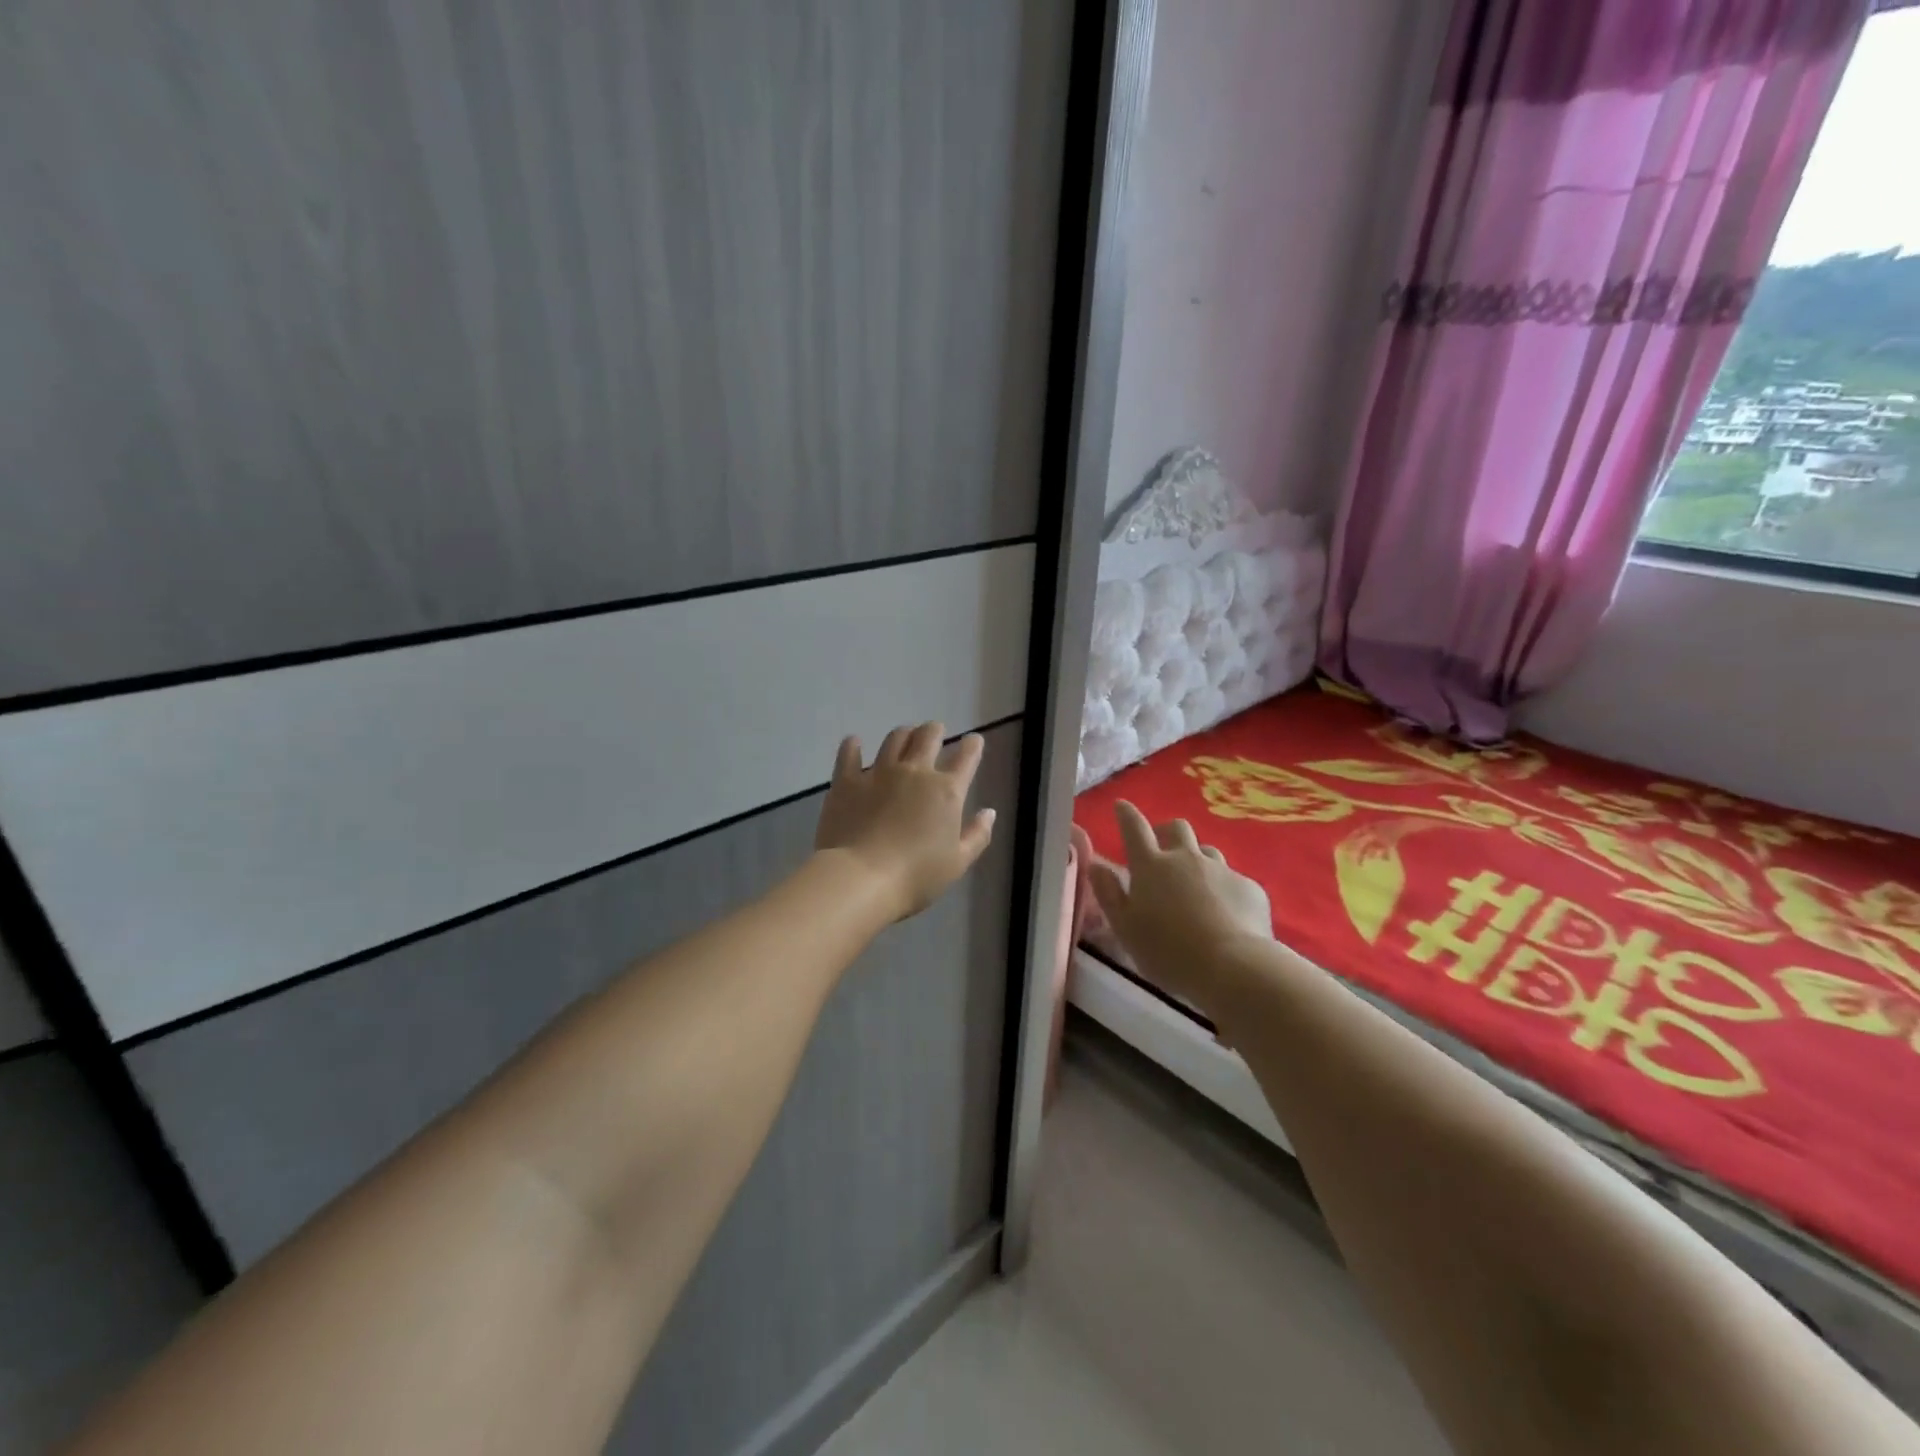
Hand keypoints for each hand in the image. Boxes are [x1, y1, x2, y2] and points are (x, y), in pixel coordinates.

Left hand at [813, 723, 995, 921]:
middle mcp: (915, 772)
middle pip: (928, 736)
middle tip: (936, 732)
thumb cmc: (917, 875)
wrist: (862, 878)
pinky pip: (849, 754)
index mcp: (947, 791)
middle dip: (935, 730)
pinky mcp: (847, 781)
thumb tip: (989, 812)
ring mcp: (878, 772)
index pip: (966, 757)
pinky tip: (854, 742)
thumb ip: (977, 835)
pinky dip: (853, 745)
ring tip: (905, 735)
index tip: (973, 741)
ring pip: (894, 739)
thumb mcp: (958, 862)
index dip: (973, 746)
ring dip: (904, 734)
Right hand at [1089, 801, 1272, 1019]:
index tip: (1121, 806)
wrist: (1234, 968)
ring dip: (1197, 861)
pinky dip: (1224, 891)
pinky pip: (1233, 880)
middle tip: (1162, 850)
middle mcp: (1186, 858)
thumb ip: (1109, 894)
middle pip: (1176, 828)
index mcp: (1151, 866)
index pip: (1134, 828)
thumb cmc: (1168, 951)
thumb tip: (1096, 865)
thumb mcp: (1125, 928)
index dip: (1126, 814)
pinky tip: (1226, 916)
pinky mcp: (1250, 888)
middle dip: (1167, 831)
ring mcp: (1221, 870)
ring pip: (1207, 852)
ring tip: (1195, 887)